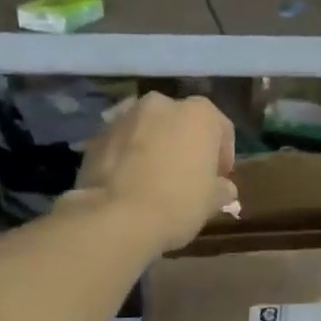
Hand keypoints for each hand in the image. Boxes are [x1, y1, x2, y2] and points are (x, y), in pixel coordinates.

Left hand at [71, 93, 236, 252]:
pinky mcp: (97, 135)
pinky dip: (128, 156)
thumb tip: (224, 188)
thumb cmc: (178, 203)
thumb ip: (221, 188)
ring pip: (148, 129)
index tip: (220, 178)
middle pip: (181, 122)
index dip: (223, 154)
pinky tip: (129, 182)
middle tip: (186, 175)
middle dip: (185, 144)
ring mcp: (124, 116)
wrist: (117, 216)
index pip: (220, 128)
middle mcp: (161, 104)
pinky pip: (122, 143)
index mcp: (198, 113)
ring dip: (154, 146)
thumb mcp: (211, 201)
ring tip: (154, 178)